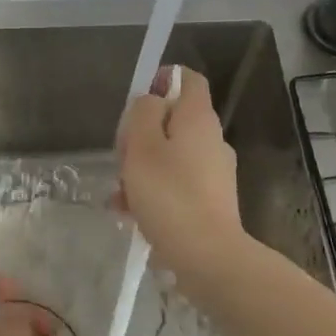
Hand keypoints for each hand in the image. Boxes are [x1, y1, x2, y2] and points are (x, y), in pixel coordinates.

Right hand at [118, 65, 244, 280]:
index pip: (187, 79)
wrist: (207, 255)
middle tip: (121, 157)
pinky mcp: (212, 200)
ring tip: (119, 194)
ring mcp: (215, 171)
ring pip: (171, 155)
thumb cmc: (169, 195)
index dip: (161, 81)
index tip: (136, 102)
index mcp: (198, 118)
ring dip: (143, 168)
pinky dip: (155, 191)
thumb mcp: (142, 146)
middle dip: (142, 134)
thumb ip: (142, 113)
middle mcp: (212, 139)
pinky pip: (177, 183)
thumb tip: (150, 101)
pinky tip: (131, 213)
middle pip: (173, 120)